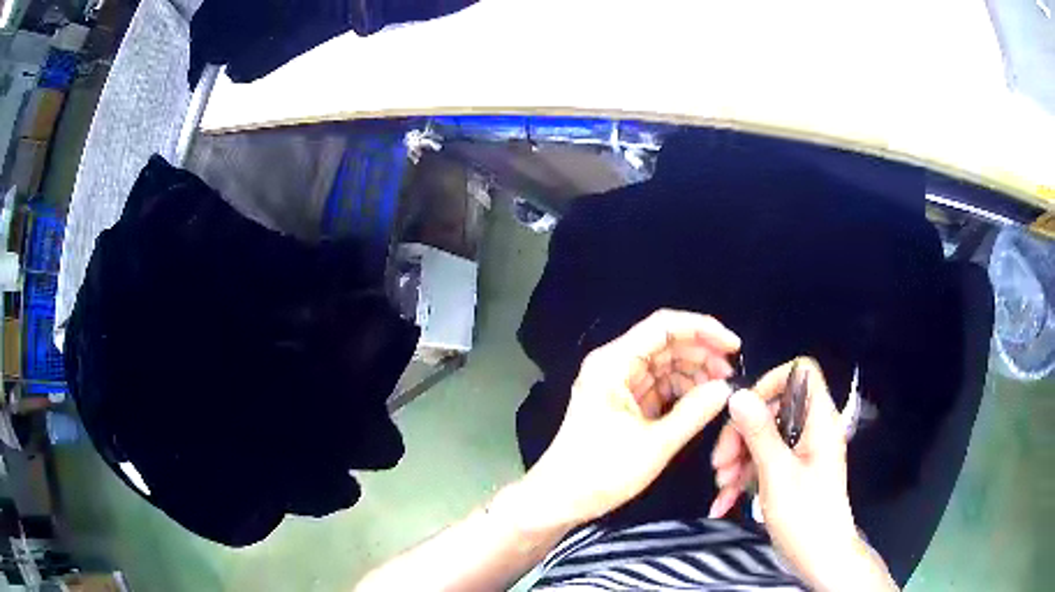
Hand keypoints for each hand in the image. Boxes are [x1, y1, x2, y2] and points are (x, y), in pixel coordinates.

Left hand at [520, 310, 740, 528]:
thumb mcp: (654, 444)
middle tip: (731, 376)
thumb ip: (694, 412)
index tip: (734, 347)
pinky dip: (681, 391)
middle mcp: (614, 364)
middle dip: (701, 354)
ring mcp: (617, 384)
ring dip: (693, 373)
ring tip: (720, 392)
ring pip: (664, 364)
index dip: (703, 329)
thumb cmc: (601, 472)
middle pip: (666, 343)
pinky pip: (658, 386)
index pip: (664, 326)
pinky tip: (701, 403)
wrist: (558, 500)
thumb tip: (726, 388)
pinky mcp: (622, 403)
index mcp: (614, 363)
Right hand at [711, 359, 894, 589]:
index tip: (744, 411)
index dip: (771, 382)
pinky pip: (766, 461)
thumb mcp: (777, 475)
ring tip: (721, 487)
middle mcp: (813, 430)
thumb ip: (759, 433)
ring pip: (765, 437)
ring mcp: (803, 452)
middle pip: (774, 408)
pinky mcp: (794, 471)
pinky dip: (745, 477)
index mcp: (820, 421)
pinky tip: (725, 501)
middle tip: (720, 463)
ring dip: (739, 460)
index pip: (801, 373)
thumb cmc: (805, 517)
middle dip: (742, 434)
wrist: (819, 558)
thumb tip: (738, 396)